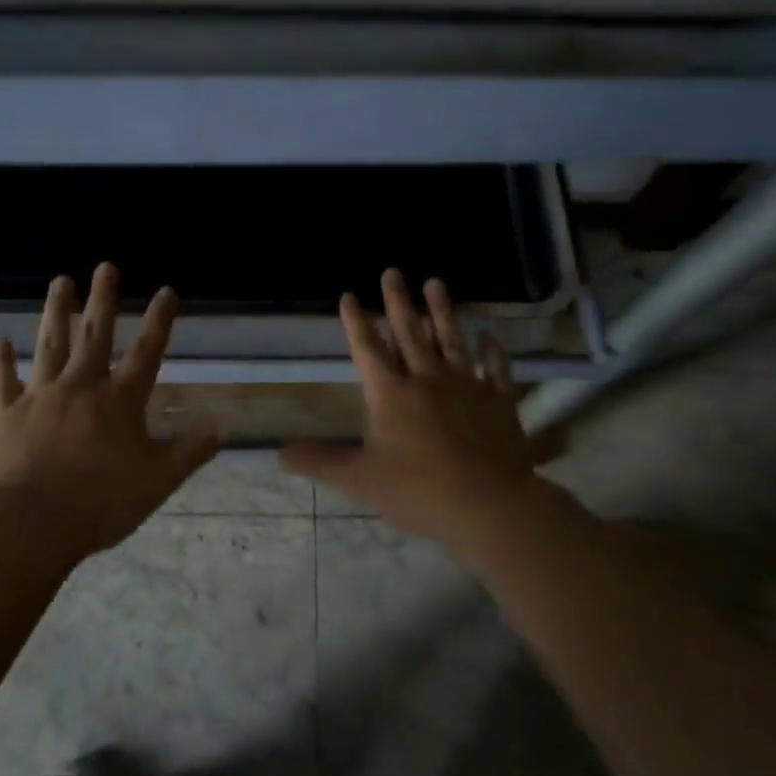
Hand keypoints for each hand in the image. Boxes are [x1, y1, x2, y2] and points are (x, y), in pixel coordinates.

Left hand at [0, 262, 220, 556]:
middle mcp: (81, 385)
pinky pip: (3, 378)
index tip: (166, 290)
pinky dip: (1, 358)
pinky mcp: (6, 411)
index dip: (159, 320)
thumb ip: (191, 451)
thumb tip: (224, 426)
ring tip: (60, 281)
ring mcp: (41, 394)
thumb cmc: (101, 502)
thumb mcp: (158, 481)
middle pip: (95, 334)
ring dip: (56, 311)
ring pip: (50, 343)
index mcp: (119, 400)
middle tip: (106, 266)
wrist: (32, 523)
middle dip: (102, 298)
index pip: (147, 351)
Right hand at [282, 269, 539, 544]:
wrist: (488, 504)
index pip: (367, 349)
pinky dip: (491, 350)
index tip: (349, 294)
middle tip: (393, 271)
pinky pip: (495, 368)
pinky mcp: (498, 400)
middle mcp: (426, 378)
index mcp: (391, 393)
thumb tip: (278, 454)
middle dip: (398, 301)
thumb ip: (319, 462)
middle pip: (409, 332)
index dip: (356, 322)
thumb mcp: (359, 480)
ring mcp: (466, 385)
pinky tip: (488, 334)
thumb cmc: (418, 490)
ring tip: (436, 283)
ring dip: (441, 311)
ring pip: (451, 339)